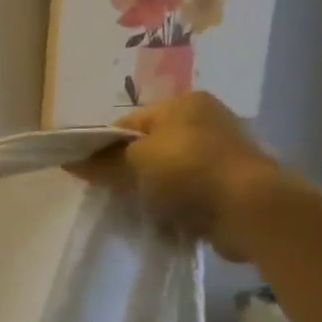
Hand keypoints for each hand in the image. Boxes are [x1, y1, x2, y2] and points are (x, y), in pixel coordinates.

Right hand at [70, 93, 290, 261]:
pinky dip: (178, 203)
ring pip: (171, 171)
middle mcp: (207, 120)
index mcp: (184, 103)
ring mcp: (224, 152)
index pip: (130, 123)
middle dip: (130, 169)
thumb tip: (70, 161)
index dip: (106, 147)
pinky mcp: (234, 184)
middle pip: (151, 146)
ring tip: (140, 208)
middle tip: (113, 193)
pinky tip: (167, 218)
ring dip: (155, 189)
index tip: (91, 174)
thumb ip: (102, 162)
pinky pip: (192, 192)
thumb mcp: (134, 163)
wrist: (251, 209)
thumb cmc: (188, 171)